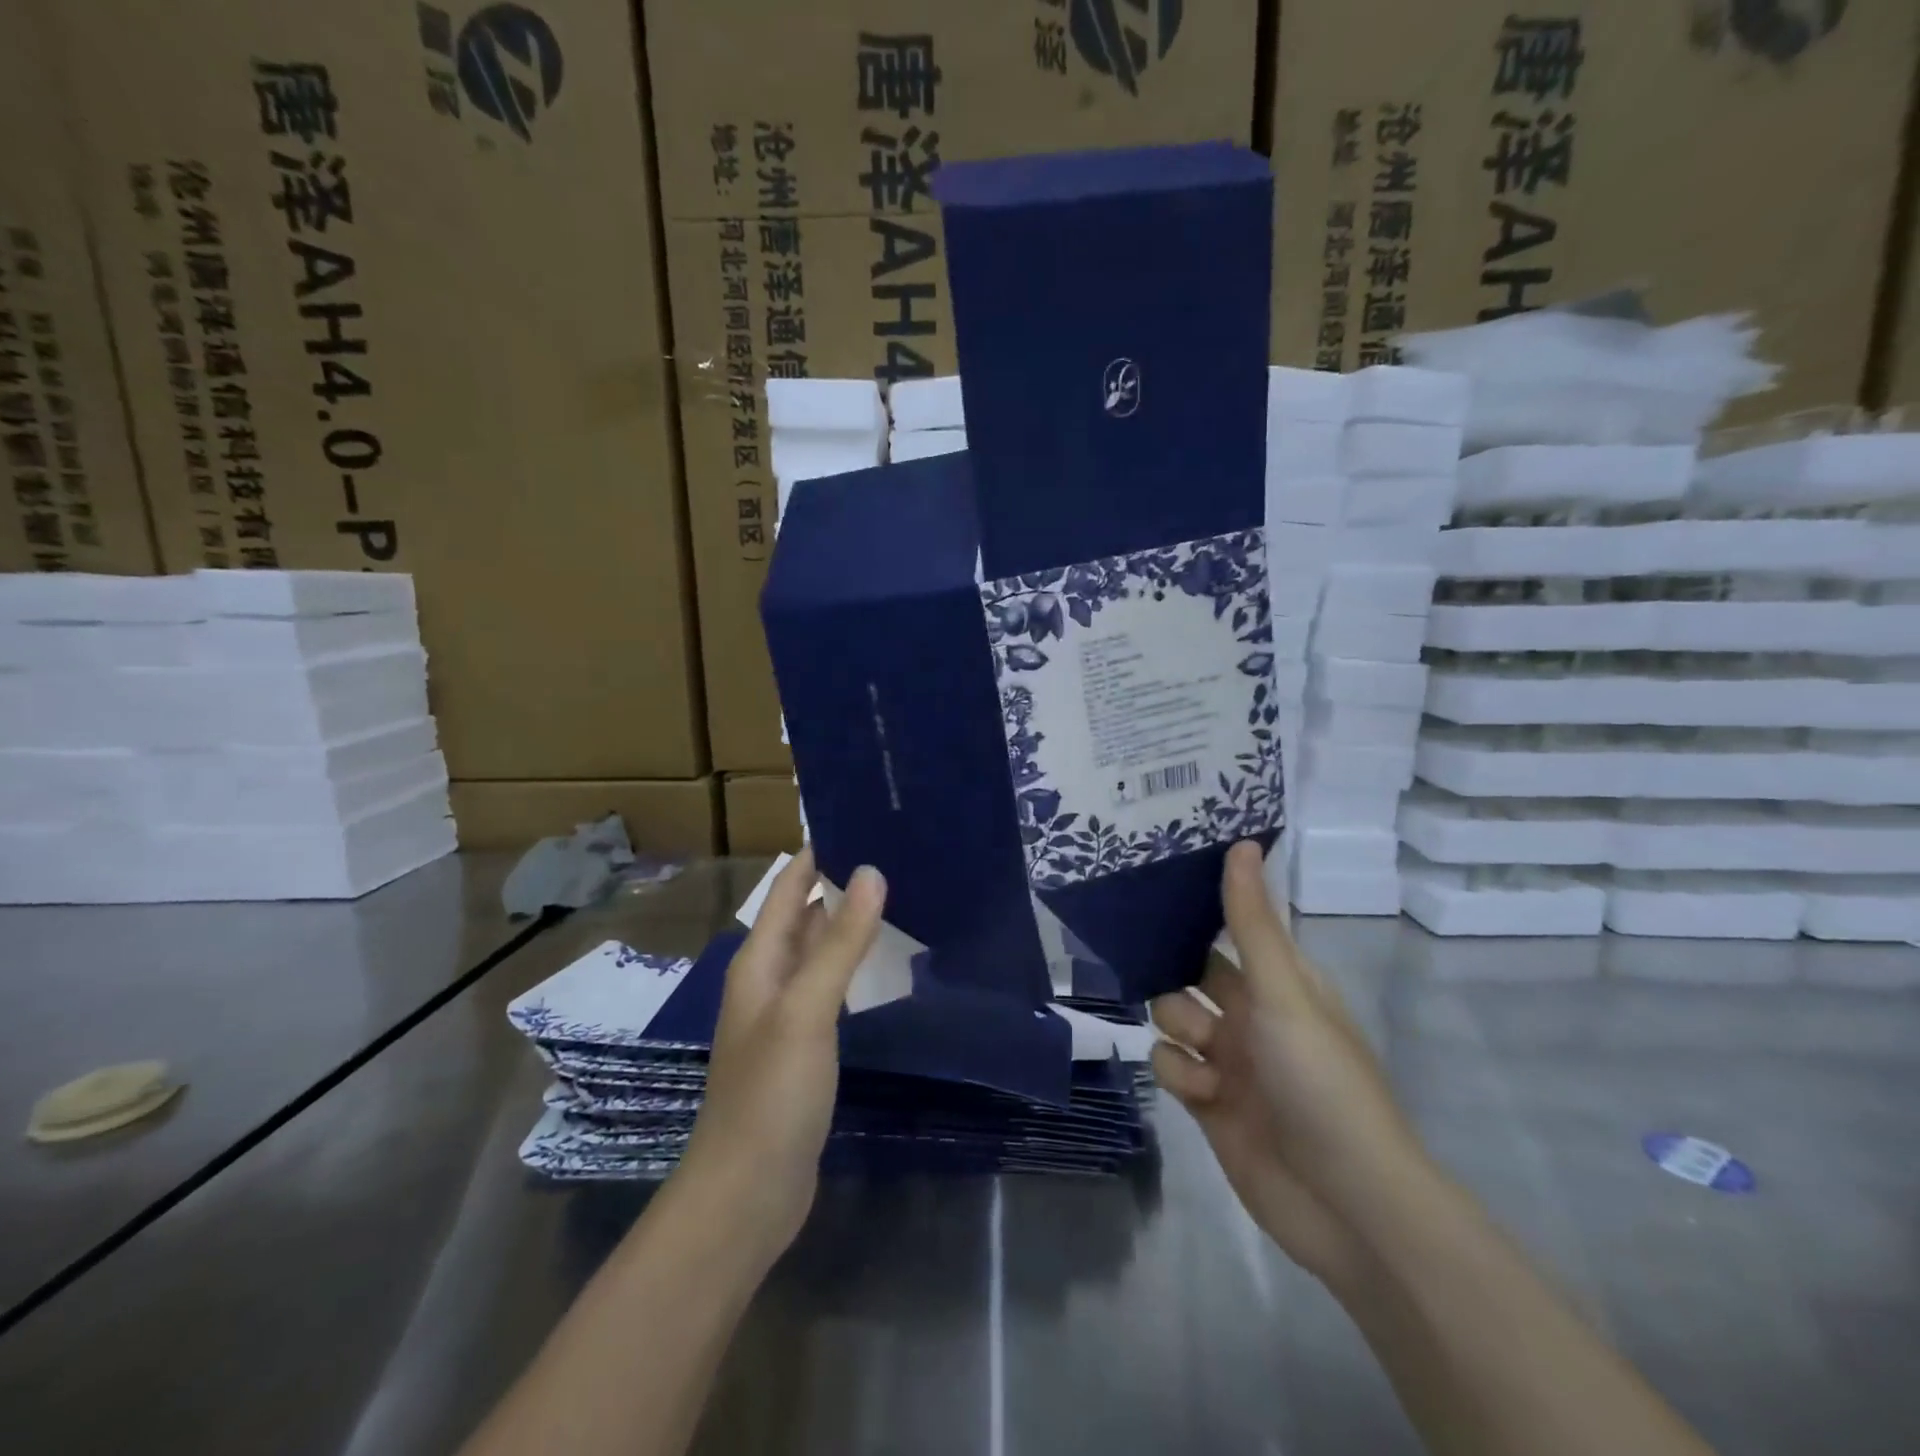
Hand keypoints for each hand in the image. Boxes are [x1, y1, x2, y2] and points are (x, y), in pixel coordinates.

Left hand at [678, 849, 883, 1262]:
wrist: (747, 1192)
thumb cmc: (771, 1093)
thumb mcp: (808, 1010)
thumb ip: (840, 941)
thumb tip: (872, 871)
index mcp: (760, 960)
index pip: (790, 887)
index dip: (819, 853)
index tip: (864, 820)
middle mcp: (769, 978)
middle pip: (806, 914)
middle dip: (842, 882)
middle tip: (896, 853)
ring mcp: (786, 1013)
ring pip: (821, 950)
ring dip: (850, 923)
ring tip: (901, 894)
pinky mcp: (805, 1044)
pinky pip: (831, 986)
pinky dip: (854, 964)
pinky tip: (884, 962)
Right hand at [1149, 841, 1425, 1289]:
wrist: (1346, 1203)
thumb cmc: (1321, 1080)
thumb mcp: (1283, 991)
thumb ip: (1251, 922)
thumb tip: (1241, 842)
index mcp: (1279, 982)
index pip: (1229, 928)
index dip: (1194, 912)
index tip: (1151, 889)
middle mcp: (1252, 1015)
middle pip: (1189, 974)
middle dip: (1171, 974)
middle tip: (1149, 966)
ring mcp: (1231, 1061)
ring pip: (1173, 1018)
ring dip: (1178, 1029)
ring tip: (1205, 1054)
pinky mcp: (1209, 1104)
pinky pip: (1171, 1067)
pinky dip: (1180, 1075)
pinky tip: (1205, 1093)